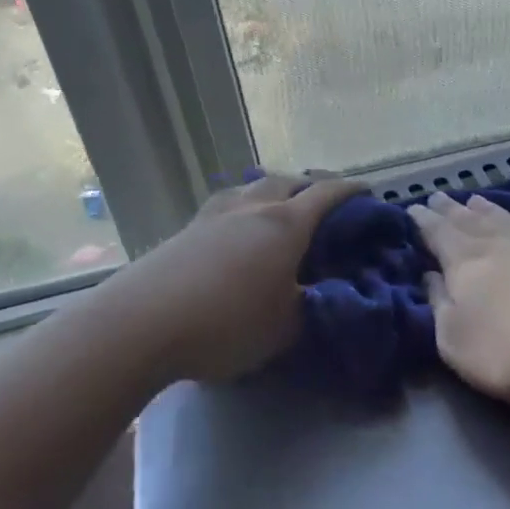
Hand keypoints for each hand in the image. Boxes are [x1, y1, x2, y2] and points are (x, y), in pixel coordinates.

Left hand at [131, 171, 362, 381]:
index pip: (327, 195)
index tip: (368, 191)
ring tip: (278, 208)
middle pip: (287, 181)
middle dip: (310, 185)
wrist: (141, 324)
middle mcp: (252, 208)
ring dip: (272, 191)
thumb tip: (321, 296)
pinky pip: (225, 207)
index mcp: (285, 224)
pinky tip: (237, 230)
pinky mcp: (185, 230)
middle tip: (323, 202)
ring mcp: (213, 215)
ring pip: (251, 188)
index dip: (351, 190)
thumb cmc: (227, 323)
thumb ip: (311, 308)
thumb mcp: (285, 327)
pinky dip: (243, 209)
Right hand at [409, 191, 509, 401]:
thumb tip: (430, 276)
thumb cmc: (509, 347)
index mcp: (464, 261)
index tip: (413, 208)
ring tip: (476, 200)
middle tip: (440, 195)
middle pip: (470, 220)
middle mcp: (499, 243)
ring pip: (506, 218)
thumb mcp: (455, 339)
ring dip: (488, 210)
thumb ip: (439, 305)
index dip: (424, 221)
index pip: (438, 234)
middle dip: (452, 209)